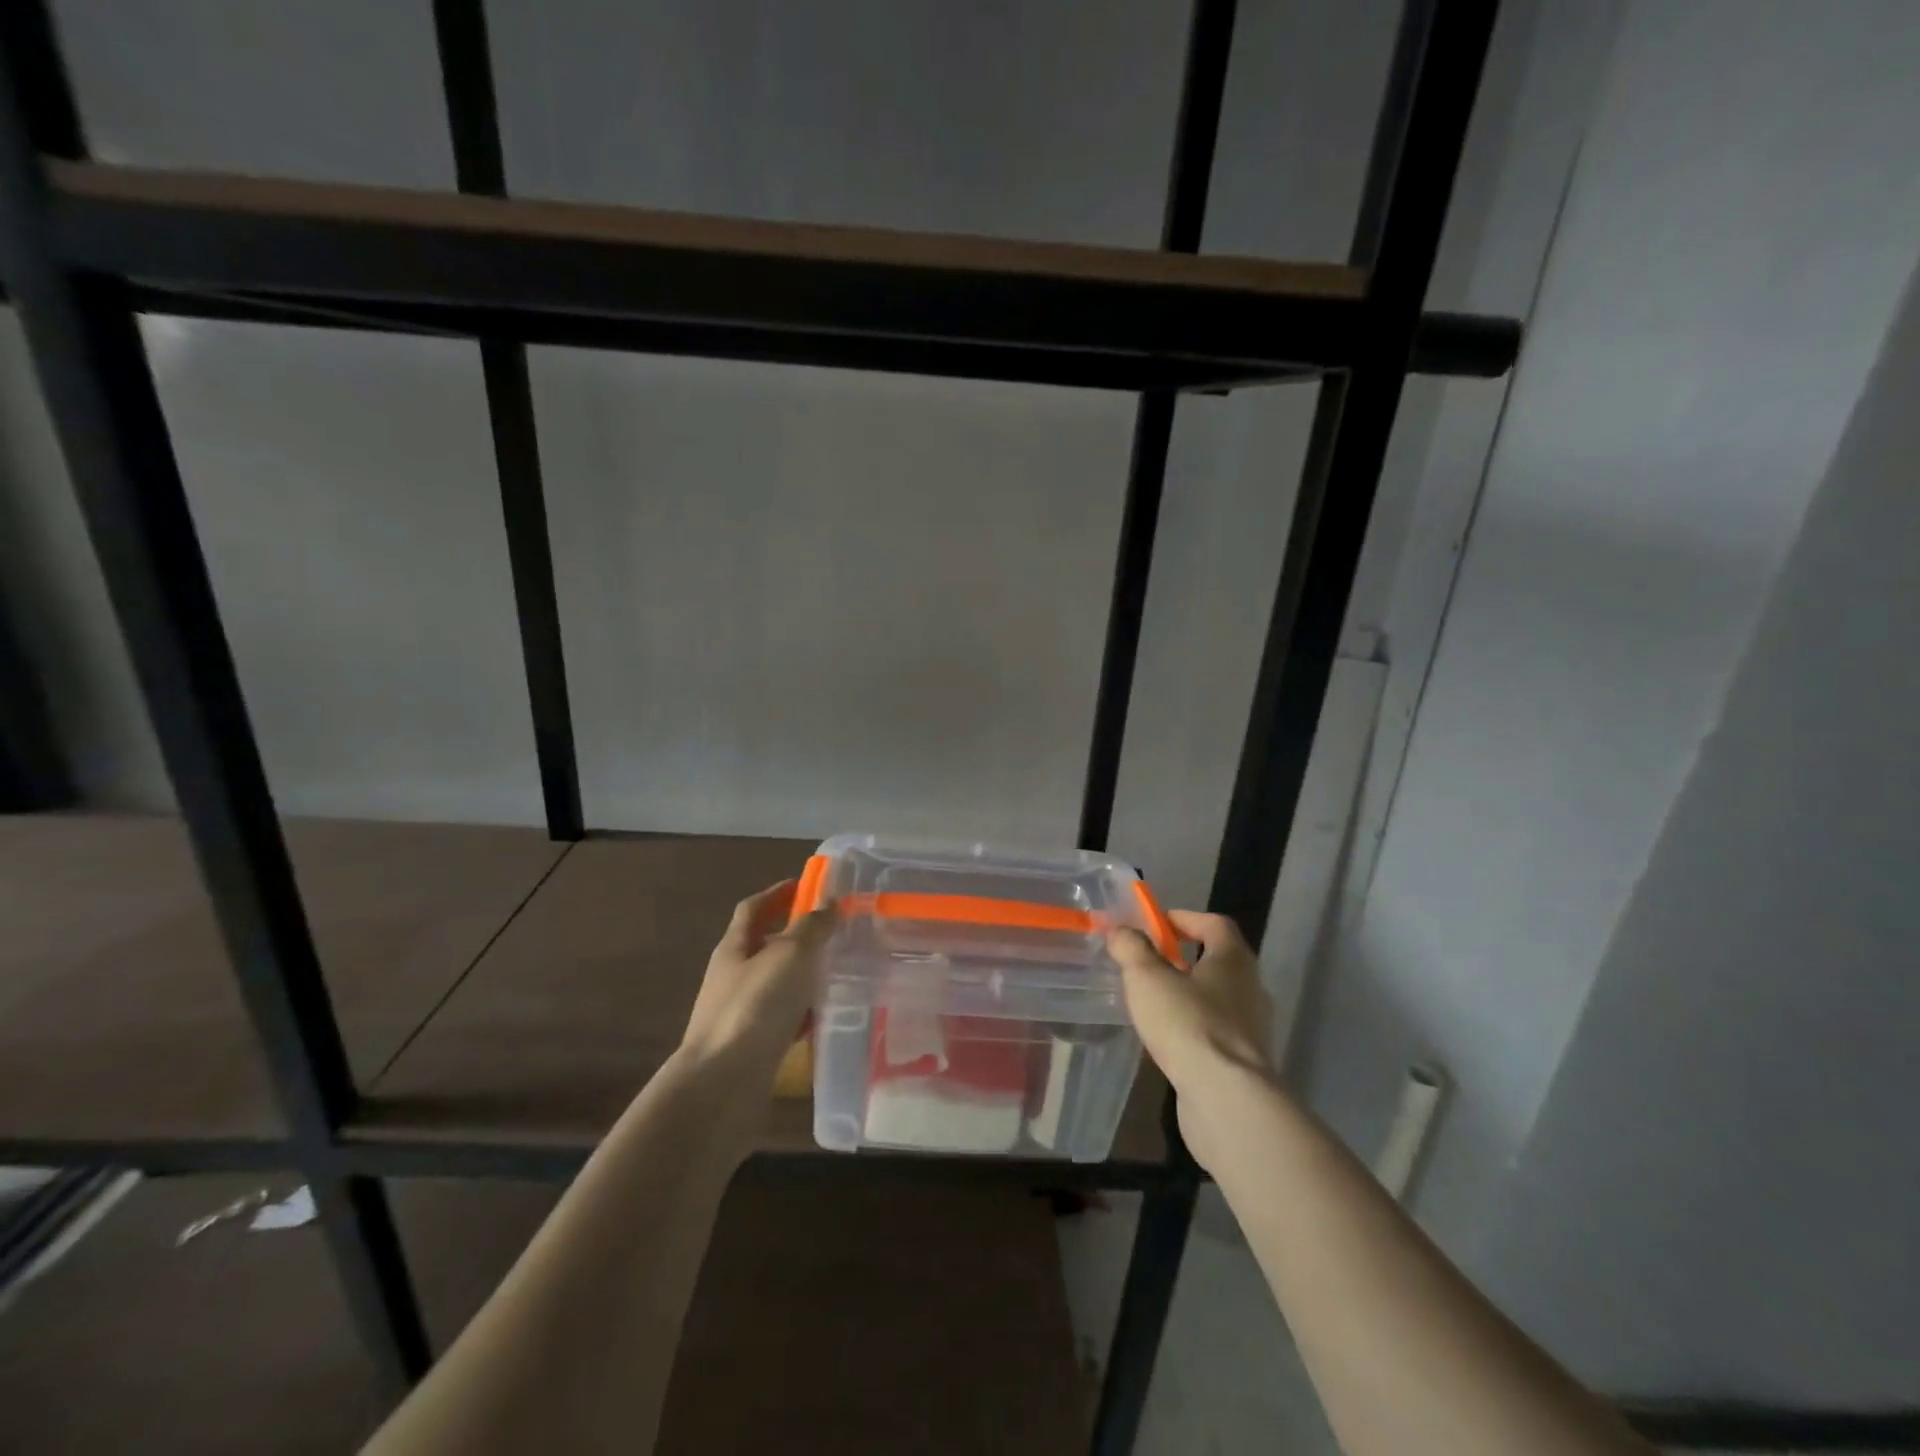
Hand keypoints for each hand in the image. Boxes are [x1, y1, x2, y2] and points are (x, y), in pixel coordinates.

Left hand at [680, 879, 835, 1086]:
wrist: (721, 1086)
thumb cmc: (754, 1008)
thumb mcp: (789, 956)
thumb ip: (811, 927)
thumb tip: (829, 902)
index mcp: (734, 948)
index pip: (753, 908)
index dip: (777, 893)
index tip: (806, 885)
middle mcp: (733, 977)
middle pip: (766, 946)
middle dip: (798, 936)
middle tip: (836, 931)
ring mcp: (741, 1013)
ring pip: (778, 984)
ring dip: (805, 976)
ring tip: (841, 972)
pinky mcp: (753, 1046)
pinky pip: (784, 1019)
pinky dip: (804, 1014)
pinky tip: (828, 1017)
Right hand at [1108, 911, 1274, 1167]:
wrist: (1226, 1099)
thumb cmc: (1188, 1024)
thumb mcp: (1147, 978)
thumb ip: (1131, 949)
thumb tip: (1121, 931)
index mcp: (1234, 959)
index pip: (1215, 924)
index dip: (1185, 918)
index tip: (1157, 924)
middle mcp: (1251, 988)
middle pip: (1219, 961)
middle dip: (1184, 959)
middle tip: (1149, 963)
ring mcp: (1252, 1029)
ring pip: (1218, 999)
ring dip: (1188, 996)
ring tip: (1153, 1002)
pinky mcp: (1244, 1063)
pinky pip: (1216, 1033)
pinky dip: (1193, 1028)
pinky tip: (1168, 1040)